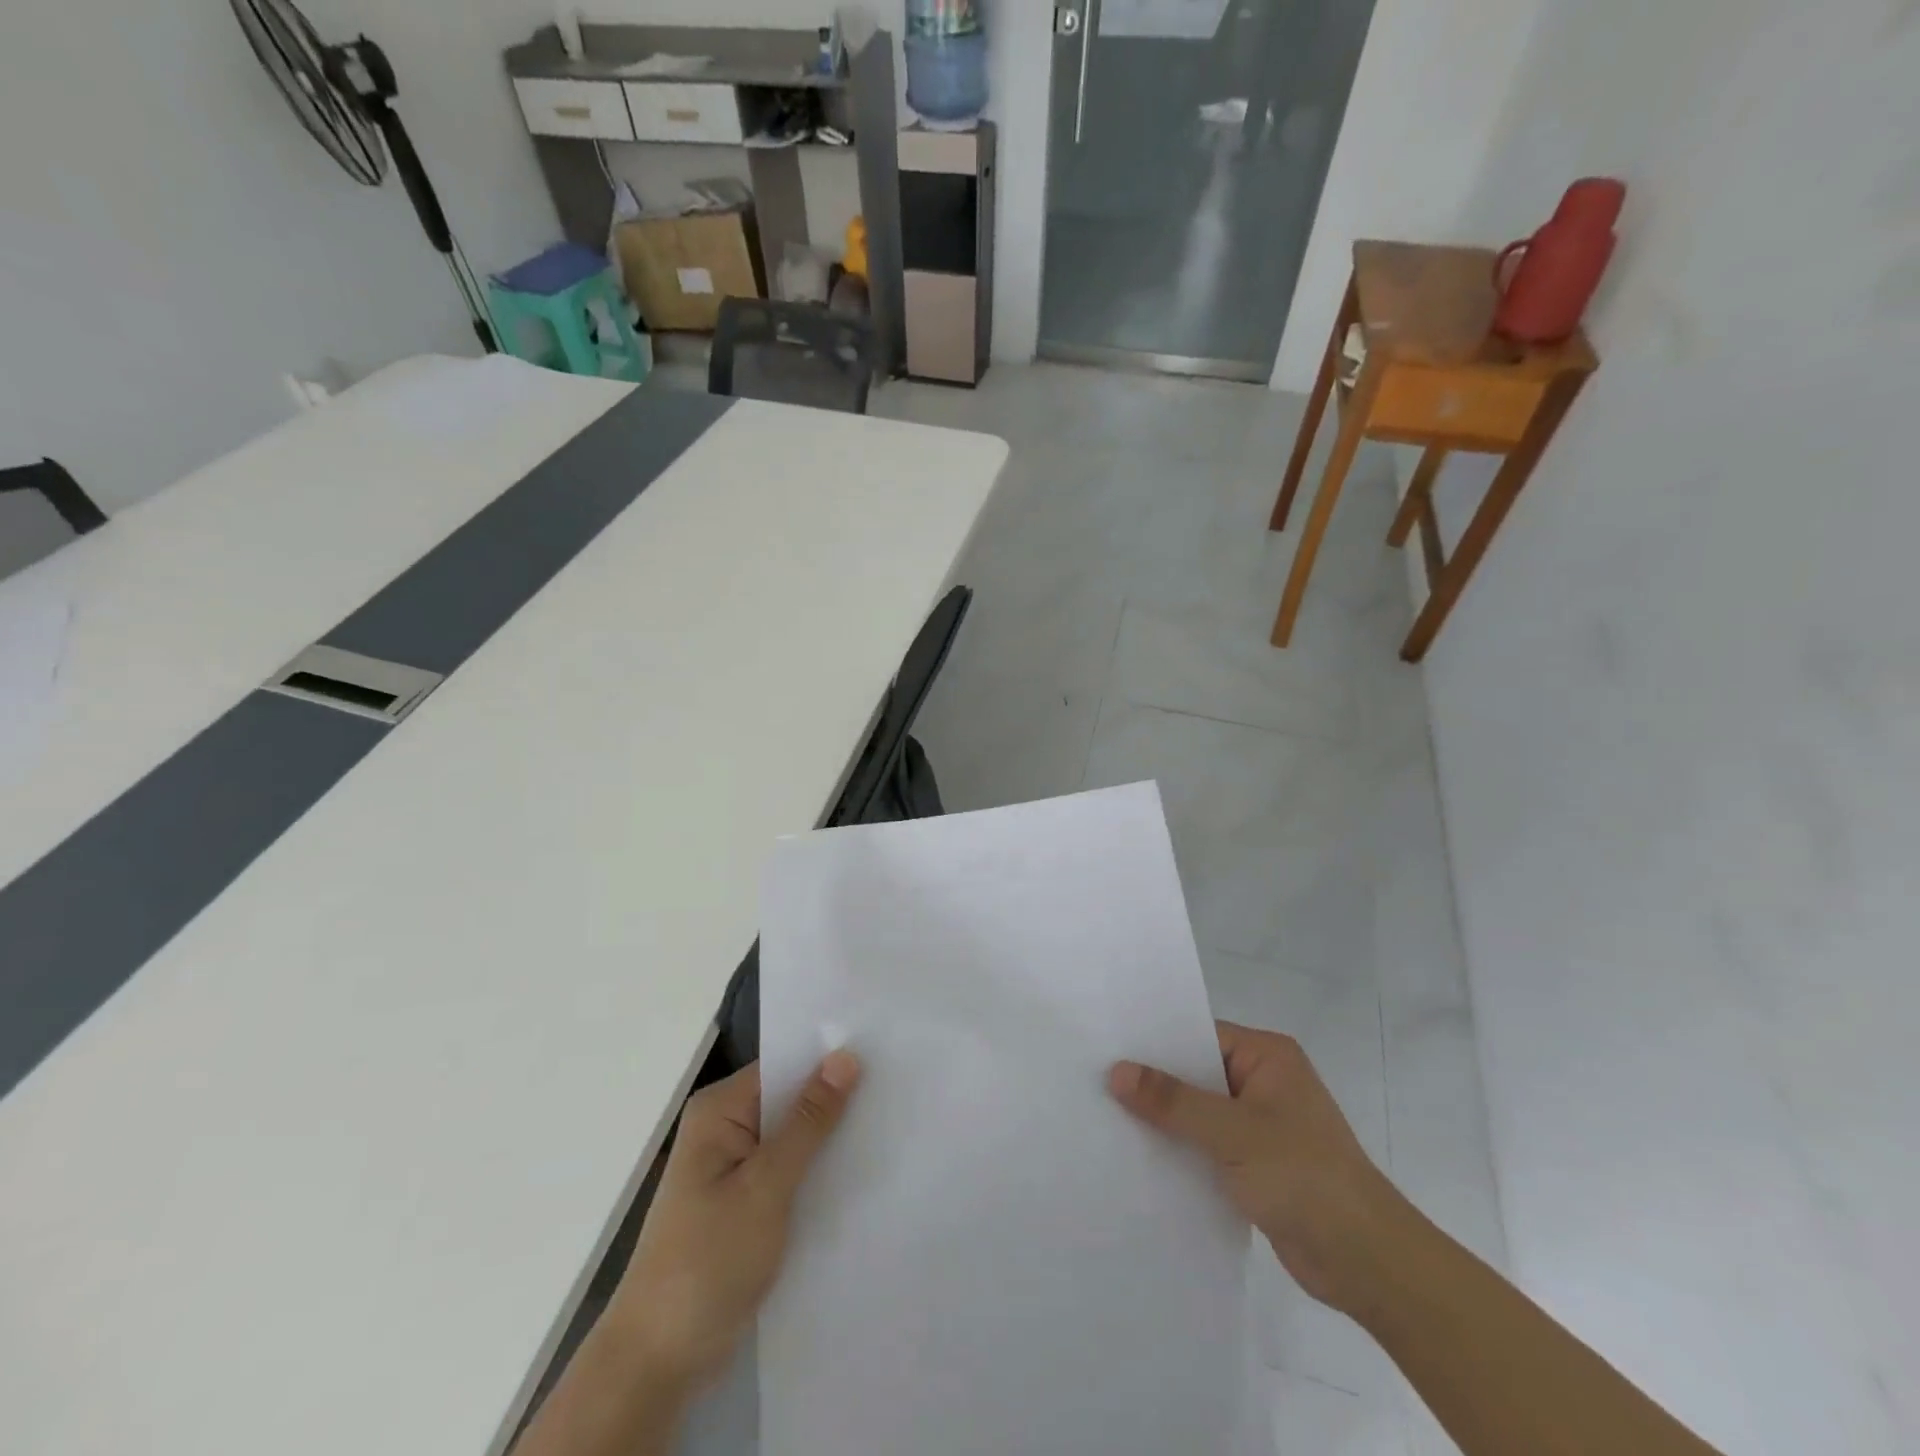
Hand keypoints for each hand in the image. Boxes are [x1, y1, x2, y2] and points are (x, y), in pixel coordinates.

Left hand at [607, 1051, 861, 1390]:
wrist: (659, 1360)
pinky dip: (817, 1170)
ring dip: (830, 1137)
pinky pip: (789, 1169)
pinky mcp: (745, 1202)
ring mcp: (734, 1167)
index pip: (784, 1064)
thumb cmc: (708, 1260)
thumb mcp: (766, 1186)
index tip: (882, 1054)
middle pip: (790, 1098)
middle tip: (897, 1088)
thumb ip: (808, 1121)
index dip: (829, 1060)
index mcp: (719, 1110)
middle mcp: (725, 1128)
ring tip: (891, 1123)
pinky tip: (859, 1171)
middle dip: (835, 1099)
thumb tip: (845, 1056)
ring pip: (793, 1136)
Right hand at [1109, 1021, 1409, 1317]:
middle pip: (1196, 1073)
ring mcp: (1260, 1125)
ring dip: (1164, 1121)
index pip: (1199, 1035)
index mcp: (1268, 1057)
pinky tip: (1139, 1158)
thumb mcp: (1233, 1132)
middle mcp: (1263, 1083)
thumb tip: (1116, 1071)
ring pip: (1199, 1113)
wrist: (1368, 1263)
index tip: (1106, 1046)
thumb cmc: (1305, 1177)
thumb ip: (1174, 1101)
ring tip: (1105, 1117)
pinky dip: (1180, 1151)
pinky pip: (1206, 1146)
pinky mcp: (1256, 1165)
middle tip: (1095, 1081)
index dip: (1155, 1042)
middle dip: (1154, 1083)